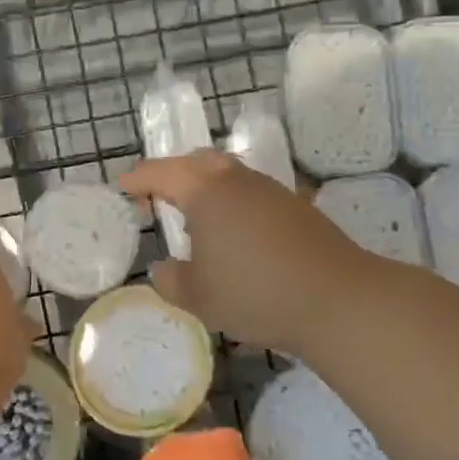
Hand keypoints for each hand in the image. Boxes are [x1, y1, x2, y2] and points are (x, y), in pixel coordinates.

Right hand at [120, 150, 375, 354]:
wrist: (335, 298)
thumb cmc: (254, 293)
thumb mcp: (197, 296)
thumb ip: (170, 280)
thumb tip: (163, 269)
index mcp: (204, 190)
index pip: (160, 173)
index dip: (137, 179)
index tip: (123, 188)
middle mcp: (235, 178)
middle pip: (196, 161)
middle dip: (172, 175)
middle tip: (157, 201)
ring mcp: (269, 188)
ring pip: (227, 173)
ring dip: (205, 187)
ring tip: (195, 220)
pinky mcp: (295, 203)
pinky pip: (250, 191)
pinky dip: (231, 201)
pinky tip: (234, 233)